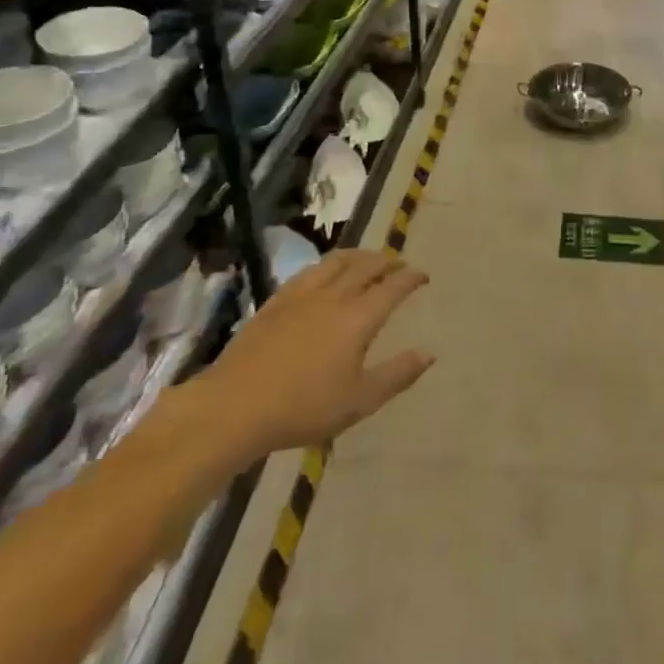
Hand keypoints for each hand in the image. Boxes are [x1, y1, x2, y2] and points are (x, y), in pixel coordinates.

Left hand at [186, 249, 432, 463]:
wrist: (234, 406)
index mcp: (359, 317)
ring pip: (337, 261)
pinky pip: (311, 270)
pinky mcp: (277, 300)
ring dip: (359, 255)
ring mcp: (302, 294)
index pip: (393, 286)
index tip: (423, 275)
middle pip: (367, 266)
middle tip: (399, 263)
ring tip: (368, 259)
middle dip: (388, 261)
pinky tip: (327, 273)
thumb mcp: (359, 401)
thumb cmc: (303, 408)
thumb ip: (397, 375)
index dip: (411, 277)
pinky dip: (329, 264)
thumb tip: (429, 354)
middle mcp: (334, 296)